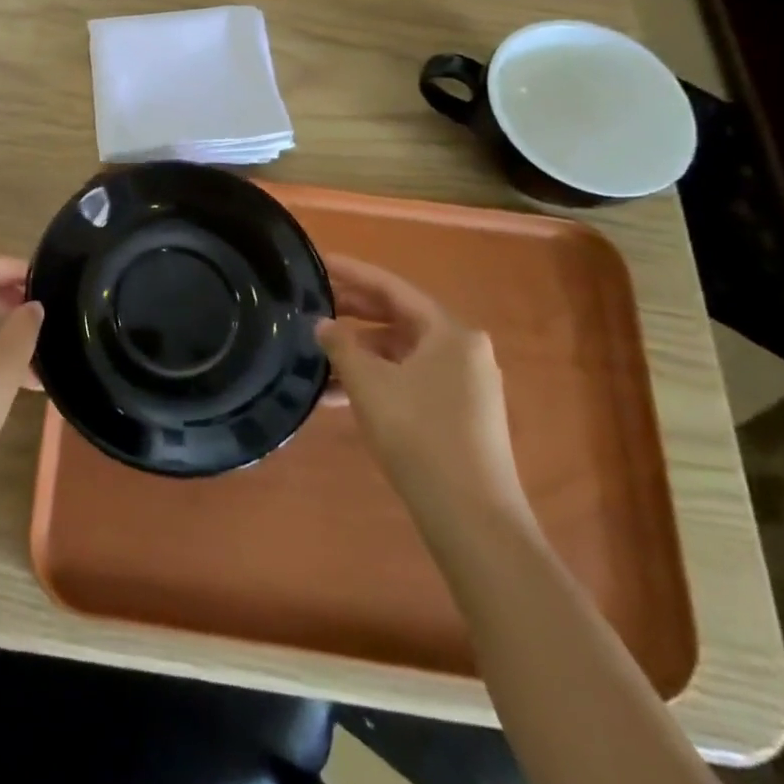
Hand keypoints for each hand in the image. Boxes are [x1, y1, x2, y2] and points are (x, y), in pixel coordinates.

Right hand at [317, 256, 528, 533]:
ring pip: (400, 352)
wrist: (474, 521)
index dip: (351, 272)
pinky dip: (376, 379)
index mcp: (449, 331)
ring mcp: (464, 384)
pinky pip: (409, 379)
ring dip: (359, 351)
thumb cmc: (420, 436)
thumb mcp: (369, 384)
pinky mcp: (458, 414)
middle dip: (352, 312)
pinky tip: (338, 395)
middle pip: (398, 317)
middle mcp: (463, 349)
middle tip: (310, 304)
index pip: (391, 287)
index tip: (317, 261)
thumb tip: (321, 324)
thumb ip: (341, 345)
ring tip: (316, 354)